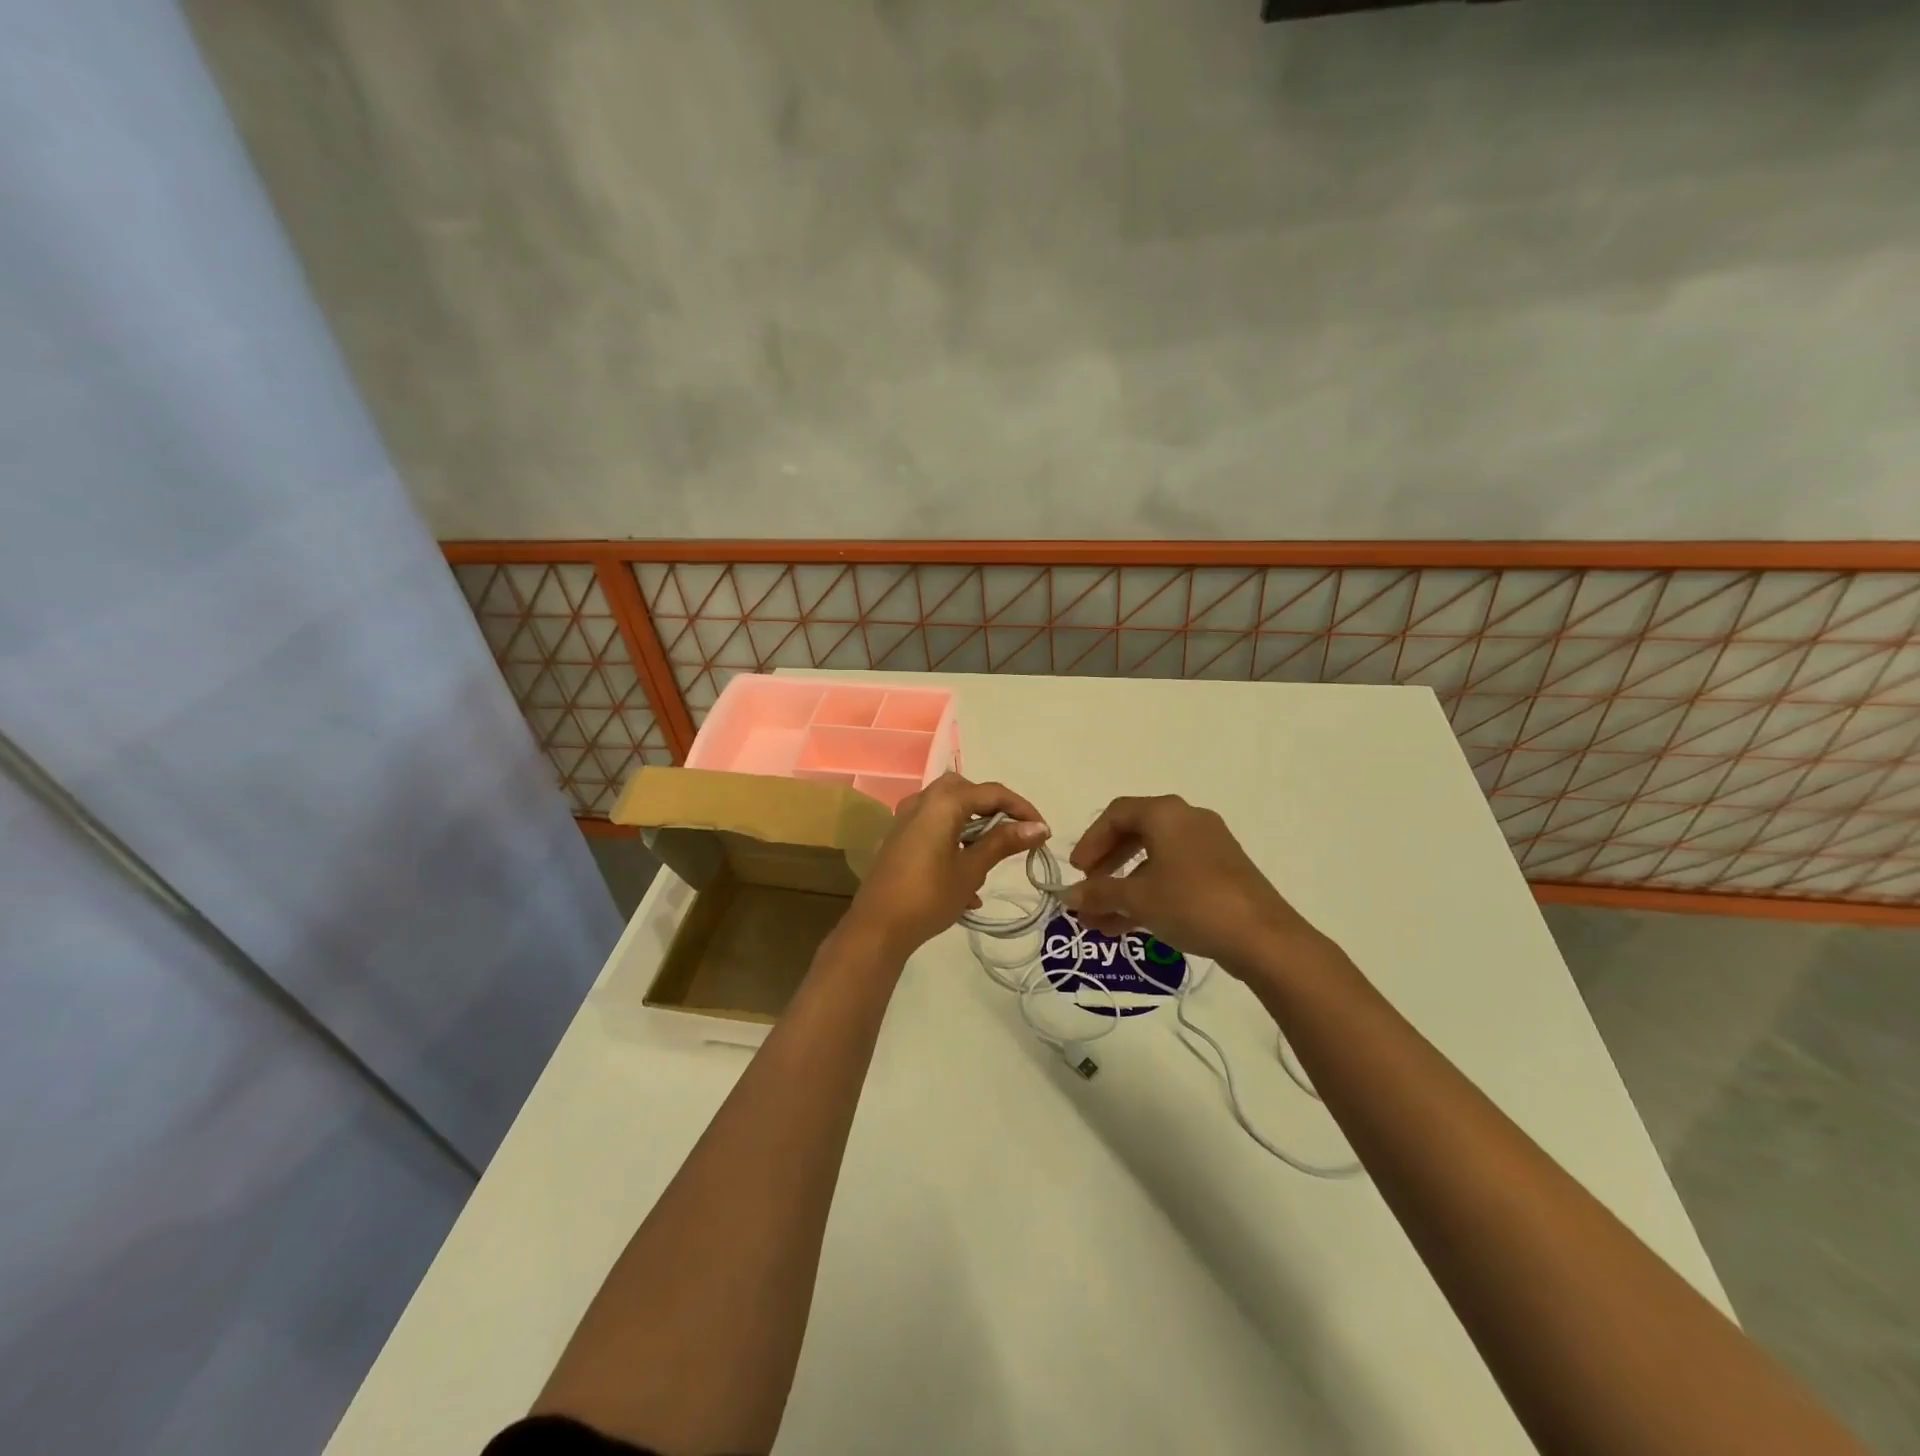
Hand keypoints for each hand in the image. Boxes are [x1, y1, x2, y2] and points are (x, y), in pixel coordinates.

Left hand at [841, 773, 1050, 962]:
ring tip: (990, 864)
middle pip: (967, 793)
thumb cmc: (929, 896)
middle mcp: (922, 801)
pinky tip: (966, 887)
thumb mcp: (972, 869)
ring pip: (949, 811)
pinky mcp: (899, 838)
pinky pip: (934, 829)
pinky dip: (954, 844)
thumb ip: (1003, 842)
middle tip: (1013, 836)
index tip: (1043, 831)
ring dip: (973, 830)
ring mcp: (907, 819)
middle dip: (993, 812)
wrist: (877, 927)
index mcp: (942, 802)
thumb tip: (1039, 827)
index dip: (1021, 808)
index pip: (992, 792)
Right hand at [1064, 795, 1320, 975]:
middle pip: (1135, 834)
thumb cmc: (1192, 903)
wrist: (1263, 937)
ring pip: (1154, 861)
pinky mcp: (1222, 873)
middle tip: (1089, 890)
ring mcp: (1209, 847)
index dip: (1091, 841)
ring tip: (1099, 921)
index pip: (1116, 814)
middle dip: (1106, 865)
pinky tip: (1128, 926)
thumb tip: (1067, 896)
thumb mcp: (1138, 899)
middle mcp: (1188, 820)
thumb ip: (1099, 893)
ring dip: (1124, 888)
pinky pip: (1174, 875)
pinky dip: (1150, 894)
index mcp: (1166, 813)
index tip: (1077, 871)